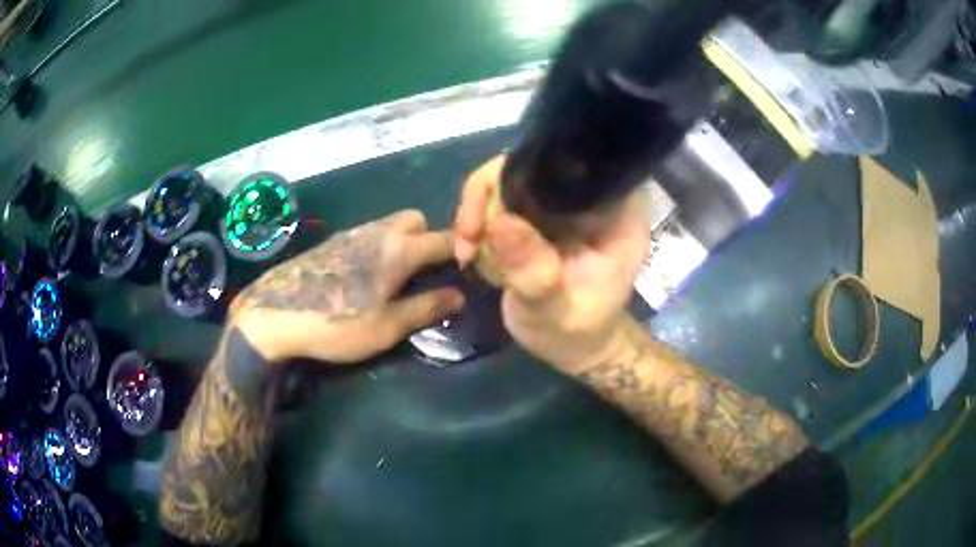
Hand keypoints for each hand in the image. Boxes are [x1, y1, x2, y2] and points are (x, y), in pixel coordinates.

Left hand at [230, 210, 464, 363]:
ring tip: (396, 276)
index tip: (467, 268)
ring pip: (389, 224)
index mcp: (398, 250)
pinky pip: (368, 233)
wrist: (276, 313)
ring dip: (402, 241)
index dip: (461, 250)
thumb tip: (460, 296)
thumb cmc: (337, 323)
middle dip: (428, 238)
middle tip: (424, 272)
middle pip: (415, 219)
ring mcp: (352, 233)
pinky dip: (379, 245)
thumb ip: (426, 308)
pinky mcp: (332, 241)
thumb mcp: (387, 327)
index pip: (443, 239)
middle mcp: (378, 232)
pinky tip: (364, 275)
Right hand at [454, 156, 649, 373]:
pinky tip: (470, 251)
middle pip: (533, 164)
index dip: (525, 177)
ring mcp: (564, 201)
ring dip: (477, 210)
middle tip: (468, 238)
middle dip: (489, 196)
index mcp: (617, 209)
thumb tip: (500, 222)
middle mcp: (592, 195)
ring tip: (466, 251)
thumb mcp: (555, 310)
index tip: (489, 219)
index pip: (572, 166)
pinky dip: (479, 221)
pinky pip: (501, 197)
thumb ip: (535, 273)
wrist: (571, 345)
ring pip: (510, 177)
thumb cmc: (575, 331)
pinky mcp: (542, 212)